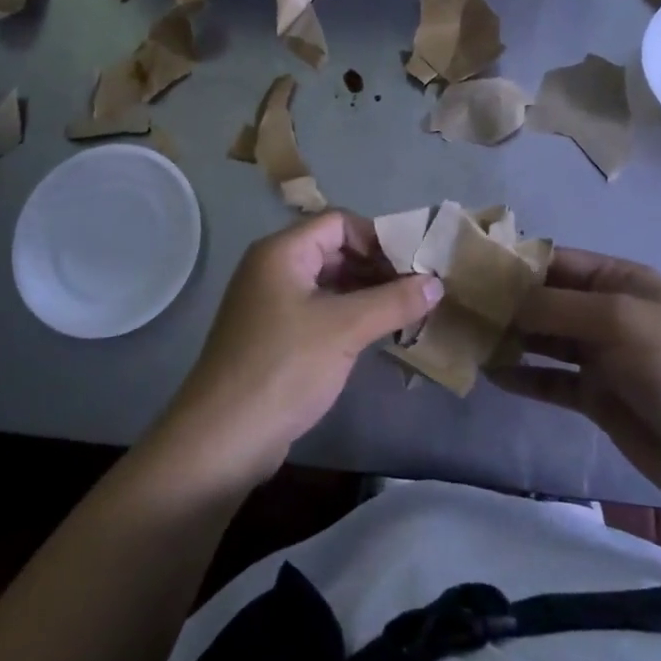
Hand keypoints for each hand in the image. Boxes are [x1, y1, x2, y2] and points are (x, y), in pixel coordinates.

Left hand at [153, 211, 442, 485]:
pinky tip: (377, 335)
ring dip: (366, 294)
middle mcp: (273, 269)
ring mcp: (271, 303)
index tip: (413, 266)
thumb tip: (437, 283)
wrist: (223, 437)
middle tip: (417, 291)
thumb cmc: (284, 367)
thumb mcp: (345, 329)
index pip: (339, 223)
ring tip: (406, 313)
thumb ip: (393, 301)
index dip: (378, 238)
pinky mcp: (274, 336)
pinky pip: (319, 311)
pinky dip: (348, 316)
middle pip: (334, 250)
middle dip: (377, 267)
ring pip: (328, 283)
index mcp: (282, 252)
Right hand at [488, 249, 660, 512]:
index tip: (465, 267)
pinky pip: (550, 379)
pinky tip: (491, 375)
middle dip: (503, 302)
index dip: (512, 263)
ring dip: (508, 338)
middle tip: (453, 306)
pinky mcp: (594, 396)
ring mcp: (599, 355)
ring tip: (464, 338)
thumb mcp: (618, 320)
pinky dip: (523, 376)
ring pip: (542, 339)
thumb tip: (502, 299)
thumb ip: (556, 306)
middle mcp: (603, 311)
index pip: (554, 261)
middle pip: (543, 299)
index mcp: (617, 280)